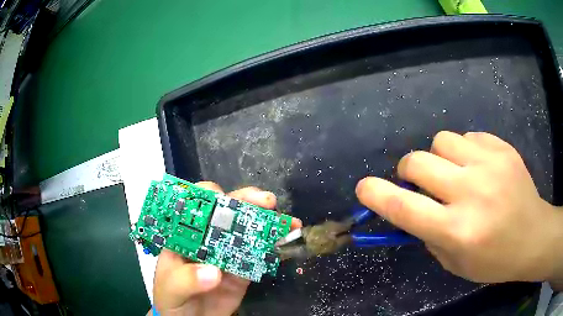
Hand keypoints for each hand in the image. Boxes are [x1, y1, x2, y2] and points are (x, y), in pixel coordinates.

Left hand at [152, 182, 301, 315]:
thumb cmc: (171, 299)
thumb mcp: (170, 289)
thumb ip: (186, 280)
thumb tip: (213, 271)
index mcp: (184, 236)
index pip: (194, 207)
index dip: (209, 197)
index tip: (224, 199)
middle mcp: (207, 240)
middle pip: (225, 212)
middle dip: (246, 201)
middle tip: (266, 201)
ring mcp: (227, 254)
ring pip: (247, 231)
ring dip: (267, 223)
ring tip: (288, 221)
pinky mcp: (243, 271)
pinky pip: (259, 256)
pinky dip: (274, 248)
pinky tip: (286, 243)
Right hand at [356, 131, 562, 285]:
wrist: (533, 236)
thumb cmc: (494, 260)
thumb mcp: (455, 264)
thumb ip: (429, 235)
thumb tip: (411, 208)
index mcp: (457, 230)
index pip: (404, 208)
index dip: (376, 195)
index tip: (363, 188)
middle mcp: (471, 193)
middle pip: (418, 162)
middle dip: (408, 170)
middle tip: (420, 182)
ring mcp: (490, 165)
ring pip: (441, 140)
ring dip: (438, 157)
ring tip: (454, 171)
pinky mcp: (502, 148)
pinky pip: (469, 136)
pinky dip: (465, 150)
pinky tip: (478, 166)